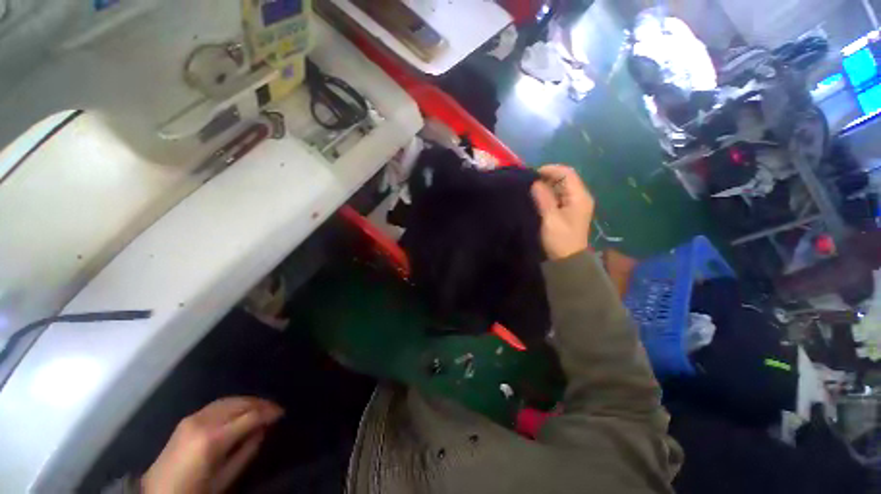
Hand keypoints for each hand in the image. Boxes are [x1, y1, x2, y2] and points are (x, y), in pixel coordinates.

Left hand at [142, 397, 283, 493]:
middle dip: (261, 403)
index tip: (281, 413)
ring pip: (229, 400)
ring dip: (248, 401)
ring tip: (261, 407)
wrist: (157, 493)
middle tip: (275, 409)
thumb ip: (246, 451)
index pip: (249, 416)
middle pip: (240, 403)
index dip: (269, 412)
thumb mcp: (225, 478)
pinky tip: (240, 409)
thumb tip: (262, 430)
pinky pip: (217, 404)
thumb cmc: (195, 490)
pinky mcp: (188, 418)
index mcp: (213, 439)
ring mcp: (194, 417)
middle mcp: (204, 422)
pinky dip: (233, 403)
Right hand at [531, 165, 594, 259]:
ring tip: (531, 189)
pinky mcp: (569, 211)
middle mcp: (580, 197)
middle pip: (565, 178)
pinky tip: (538, 198)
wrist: (567, 260)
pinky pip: (559, 196)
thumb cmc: (560, 239)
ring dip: (547, 186)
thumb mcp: (550, 218)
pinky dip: (549, 194)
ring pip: (561, 187)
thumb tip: (535, 182)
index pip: (567, 173)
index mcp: (580, 196)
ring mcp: (575, 204)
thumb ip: (543, 199)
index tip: (533, 174)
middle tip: (530, 182)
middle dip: (548, 177)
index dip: (550, 170)